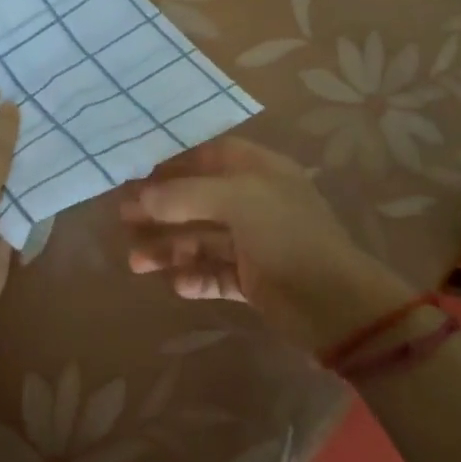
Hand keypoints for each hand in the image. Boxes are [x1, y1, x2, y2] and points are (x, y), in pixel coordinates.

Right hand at [119, 135, 421, 352]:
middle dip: (161, 208)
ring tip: (135, 261)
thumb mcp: (237, 200)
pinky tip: (176, 285)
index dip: (173, 162)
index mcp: (259, 171)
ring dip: (170, 248)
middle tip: (123, 218)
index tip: (136, 172)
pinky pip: (216, 273)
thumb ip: (184, 195)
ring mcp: (255, 242)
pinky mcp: (255, 280)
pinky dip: (195, 277)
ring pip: (202, 239)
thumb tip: (139, 196)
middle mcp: (255, 201)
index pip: (209, 155)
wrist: (337, 306)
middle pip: (198, 198)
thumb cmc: (287, 236)